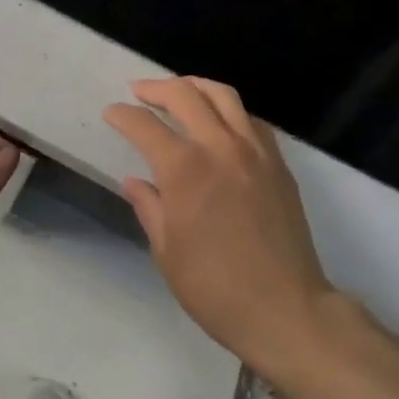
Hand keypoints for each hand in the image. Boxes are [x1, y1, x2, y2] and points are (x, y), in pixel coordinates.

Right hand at [106, 77, 334, 383]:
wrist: (287, 311)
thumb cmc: (216, 288)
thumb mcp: (167, 252)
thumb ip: (149, 207)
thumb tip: (135, 181)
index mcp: (184, 169)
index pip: (144, 126)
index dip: (123, 115)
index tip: (111, 113)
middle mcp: (219, 147)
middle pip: (185, 95)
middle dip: (156, 88)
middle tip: (139, 91)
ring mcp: (254, 152)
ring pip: (223, 96)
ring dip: (195, 86)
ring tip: (180, 91)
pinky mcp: (278, 164)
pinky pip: (251, 120)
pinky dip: (229, 110)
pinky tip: (220, 121)